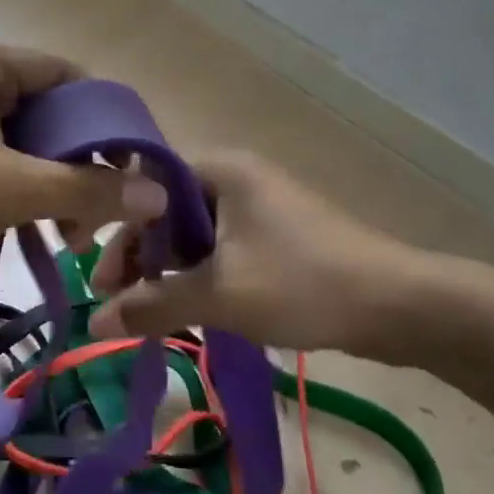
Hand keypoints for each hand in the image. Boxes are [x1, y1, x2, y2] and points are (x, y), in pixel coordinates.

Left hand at [0, 41, 164, 296]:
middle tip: (94, 218)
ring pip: (18, 142)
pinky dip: (12, 192)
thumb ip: (84, 188)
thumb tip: (156, 192)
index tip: (131, 173)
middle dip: (76, 163)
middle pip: (46, 112)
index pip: (69, 77)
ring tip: (64, 235)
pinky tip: (25, 233)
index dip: (106, 122)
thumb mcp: (4, 191)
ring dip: (46, 184)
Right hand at [86, 150, 444, 360]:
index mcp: (221, 170)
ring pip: (196, 230)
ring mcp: (261, 205)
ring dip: (170, 267)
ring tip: (151, 309)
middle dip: (141, 253)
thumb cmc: (301, 284)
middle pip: (169, 207)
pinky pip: (223, 245)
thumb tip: (94, 324)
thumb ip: (153, 305)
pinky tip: (191, 305)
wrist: (399, 305)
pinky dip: (201, 271)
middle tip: (119, 298)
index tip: (103, 275)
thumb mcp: (219, 295)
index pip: (147, 181)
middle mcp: (238, 177)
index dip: (119, 224)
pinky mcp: (278, 234)